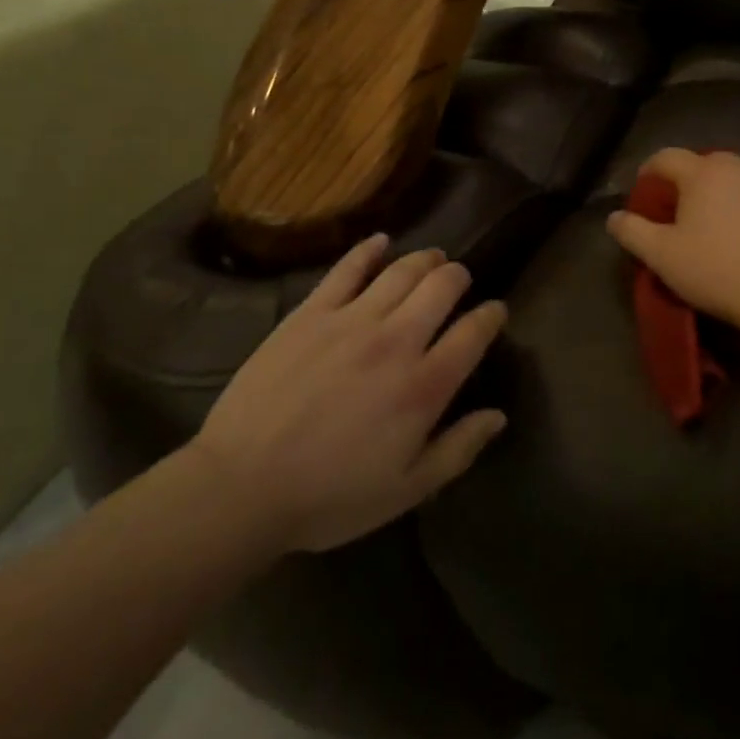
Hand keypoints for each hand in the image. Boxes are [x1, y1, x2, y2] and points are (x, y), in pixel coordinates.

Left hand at [189, 237, 507, 553]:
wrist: (242, 485)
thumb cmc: (329, 496)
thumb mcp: (406, 490)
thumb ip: (458, 450)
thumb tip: (498, 416)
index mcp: (424, 386)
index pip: (474, 333)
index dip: (491, 316)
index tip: (495, 312)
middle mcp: (397, 340)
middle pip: (442, 286)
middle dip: (459, 278)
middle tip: (459, 281)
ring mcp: (352, 319)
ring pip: (402, 269)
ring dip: (425, 259)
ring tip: (432, 259)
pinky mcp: (312, 311)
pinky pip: (347, 267)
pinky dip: (369, 249)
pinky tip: (380, 241)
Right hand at [606, 149, 739, 335]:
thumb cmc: (718, 272)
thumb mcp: (662, 257)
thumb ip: (632, 231)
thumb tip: (614, 217)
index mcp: (705, 174)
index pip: (667, 158)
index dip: (650, 171)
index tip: (645, 191)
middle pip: (709, 167)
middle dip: (694, 185)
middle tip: (688, 215)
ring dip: (733, 199)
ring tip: (730, 232)